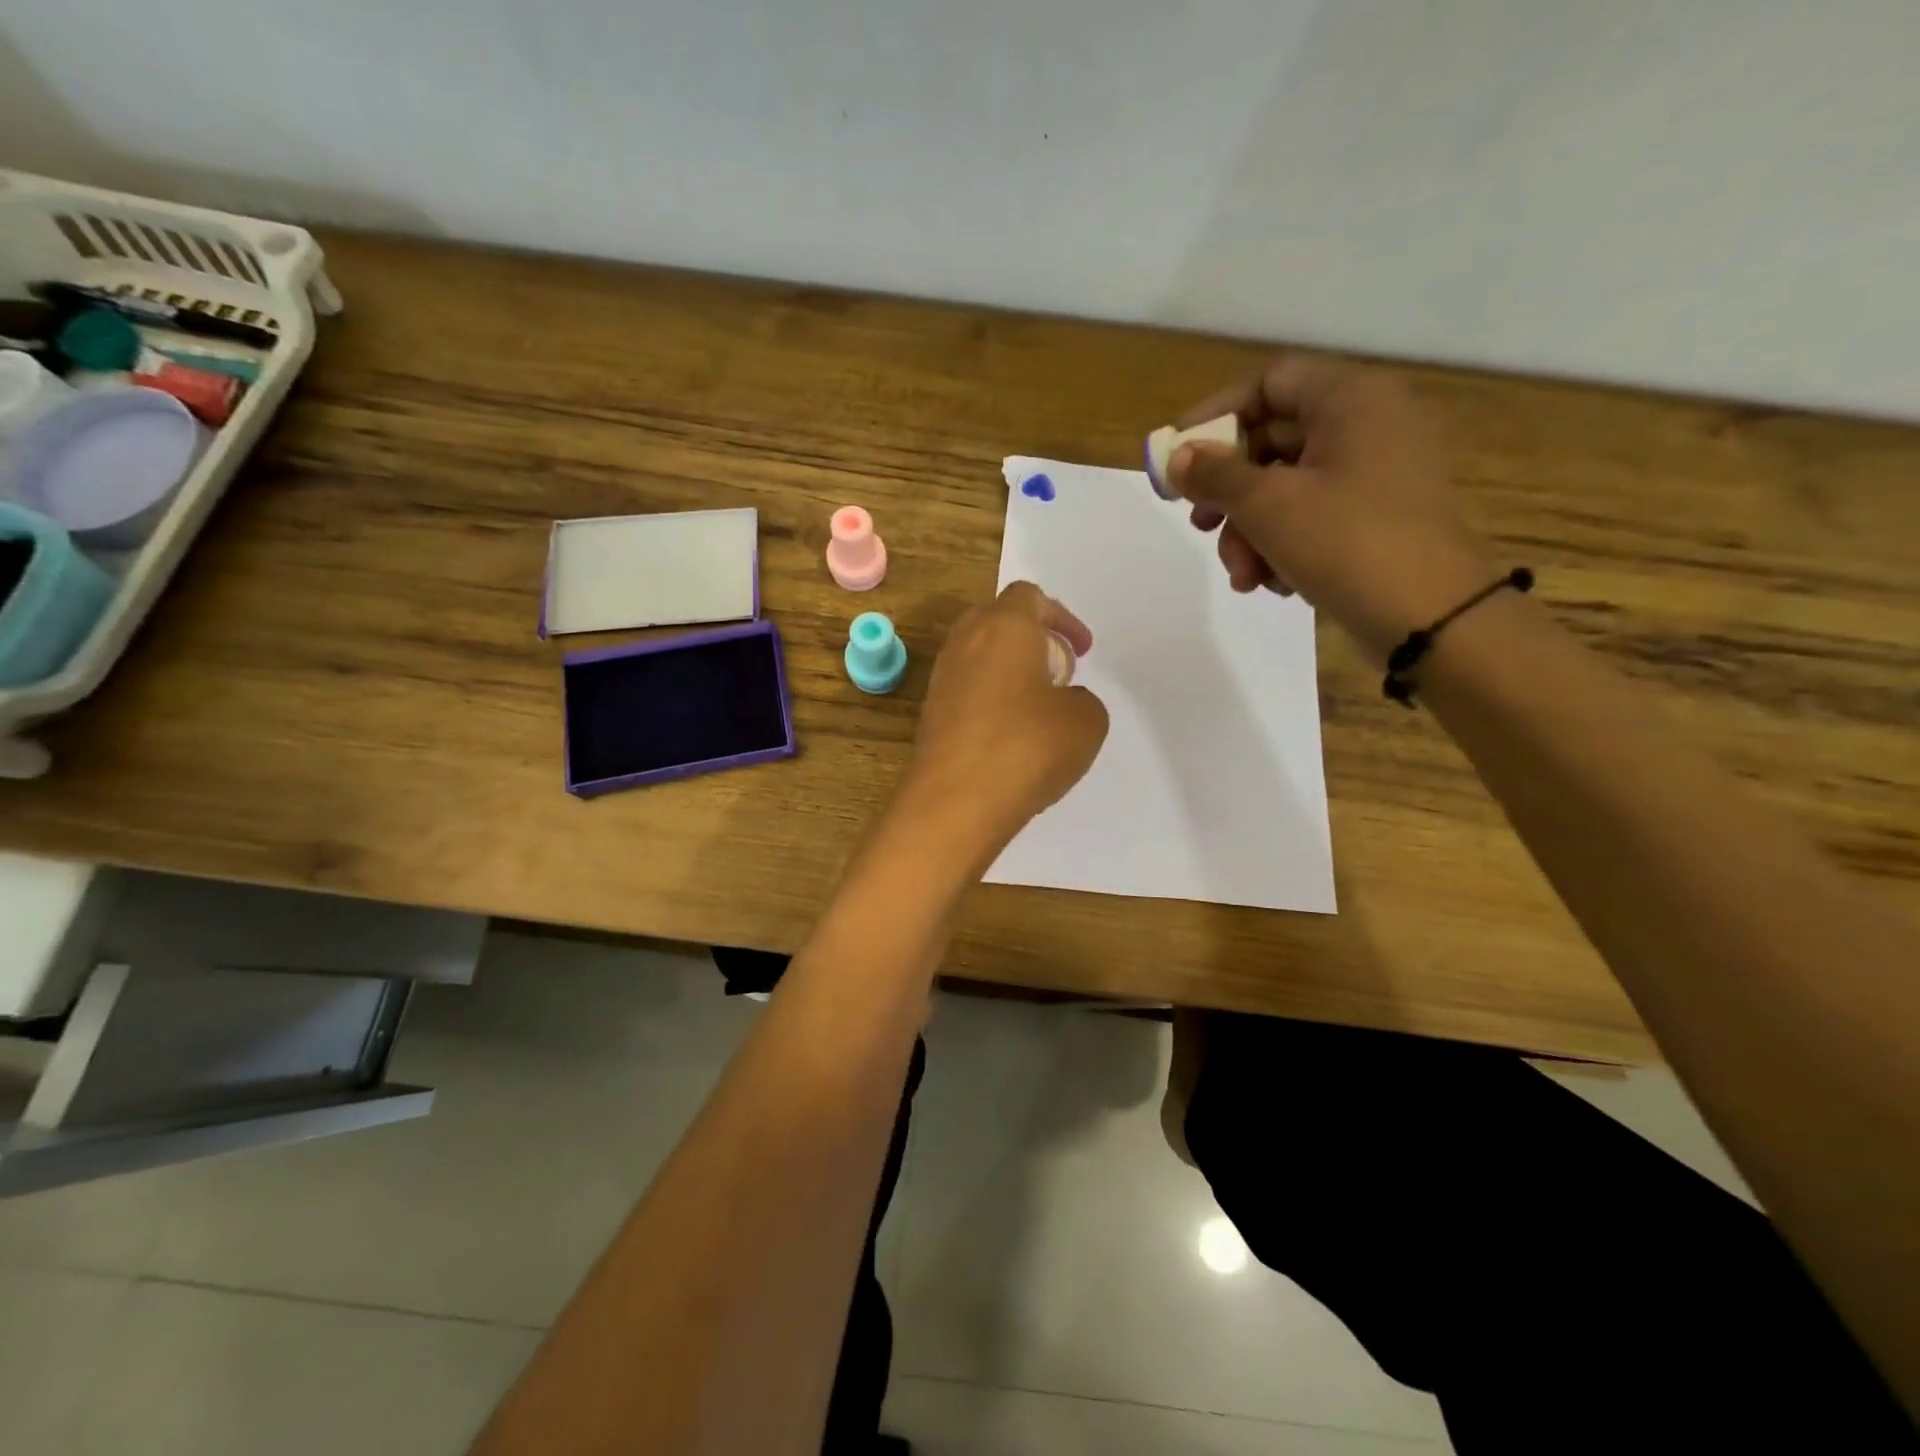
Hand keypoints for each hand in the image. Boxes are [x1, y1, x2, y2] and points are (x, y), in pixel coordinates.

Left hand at [901, 582, 1108, 861]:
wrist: (954, 803)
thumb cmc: (1026, 748)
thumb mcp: (1086, 721)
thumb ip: (1082, 699)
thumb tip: (1062, 702)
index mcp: (1004, 626)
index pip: (1029, 596)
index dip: (1062, 618)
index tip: (1081, 651)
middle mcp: (965, 642)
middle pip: (998, 620)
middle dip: (1031, 638)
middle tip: (1057, 672)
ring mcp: (941, 678)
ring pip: (978, 656)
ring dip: (1008, 670)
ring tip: (1036, 707)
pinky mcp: (929, 713)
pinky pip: (965, 690)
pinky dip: (989, 699)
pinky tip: (1008, 736)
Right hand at [1170, 355, 1497, 664]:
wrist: (1430, 617)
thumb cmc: (1346, 542)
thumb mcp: (1267, 505)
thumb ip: (1214, 474)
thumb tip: (1178, 458)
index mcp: (1352, 399)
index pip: (1268, 382)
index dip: (1215, 416)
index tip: (1177, 457)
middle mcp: (1371, 423)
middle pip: (1273, 441)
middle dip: (1229, 493)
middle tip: (1198, 525)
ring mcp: (1380, 473)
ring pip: (1288, 487)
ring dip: (1250, 532)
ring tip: (1243, 576)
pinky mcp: (1380, 516)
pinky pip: (1315, 515)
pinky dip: (1284, 544)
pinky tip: (1274, 583)